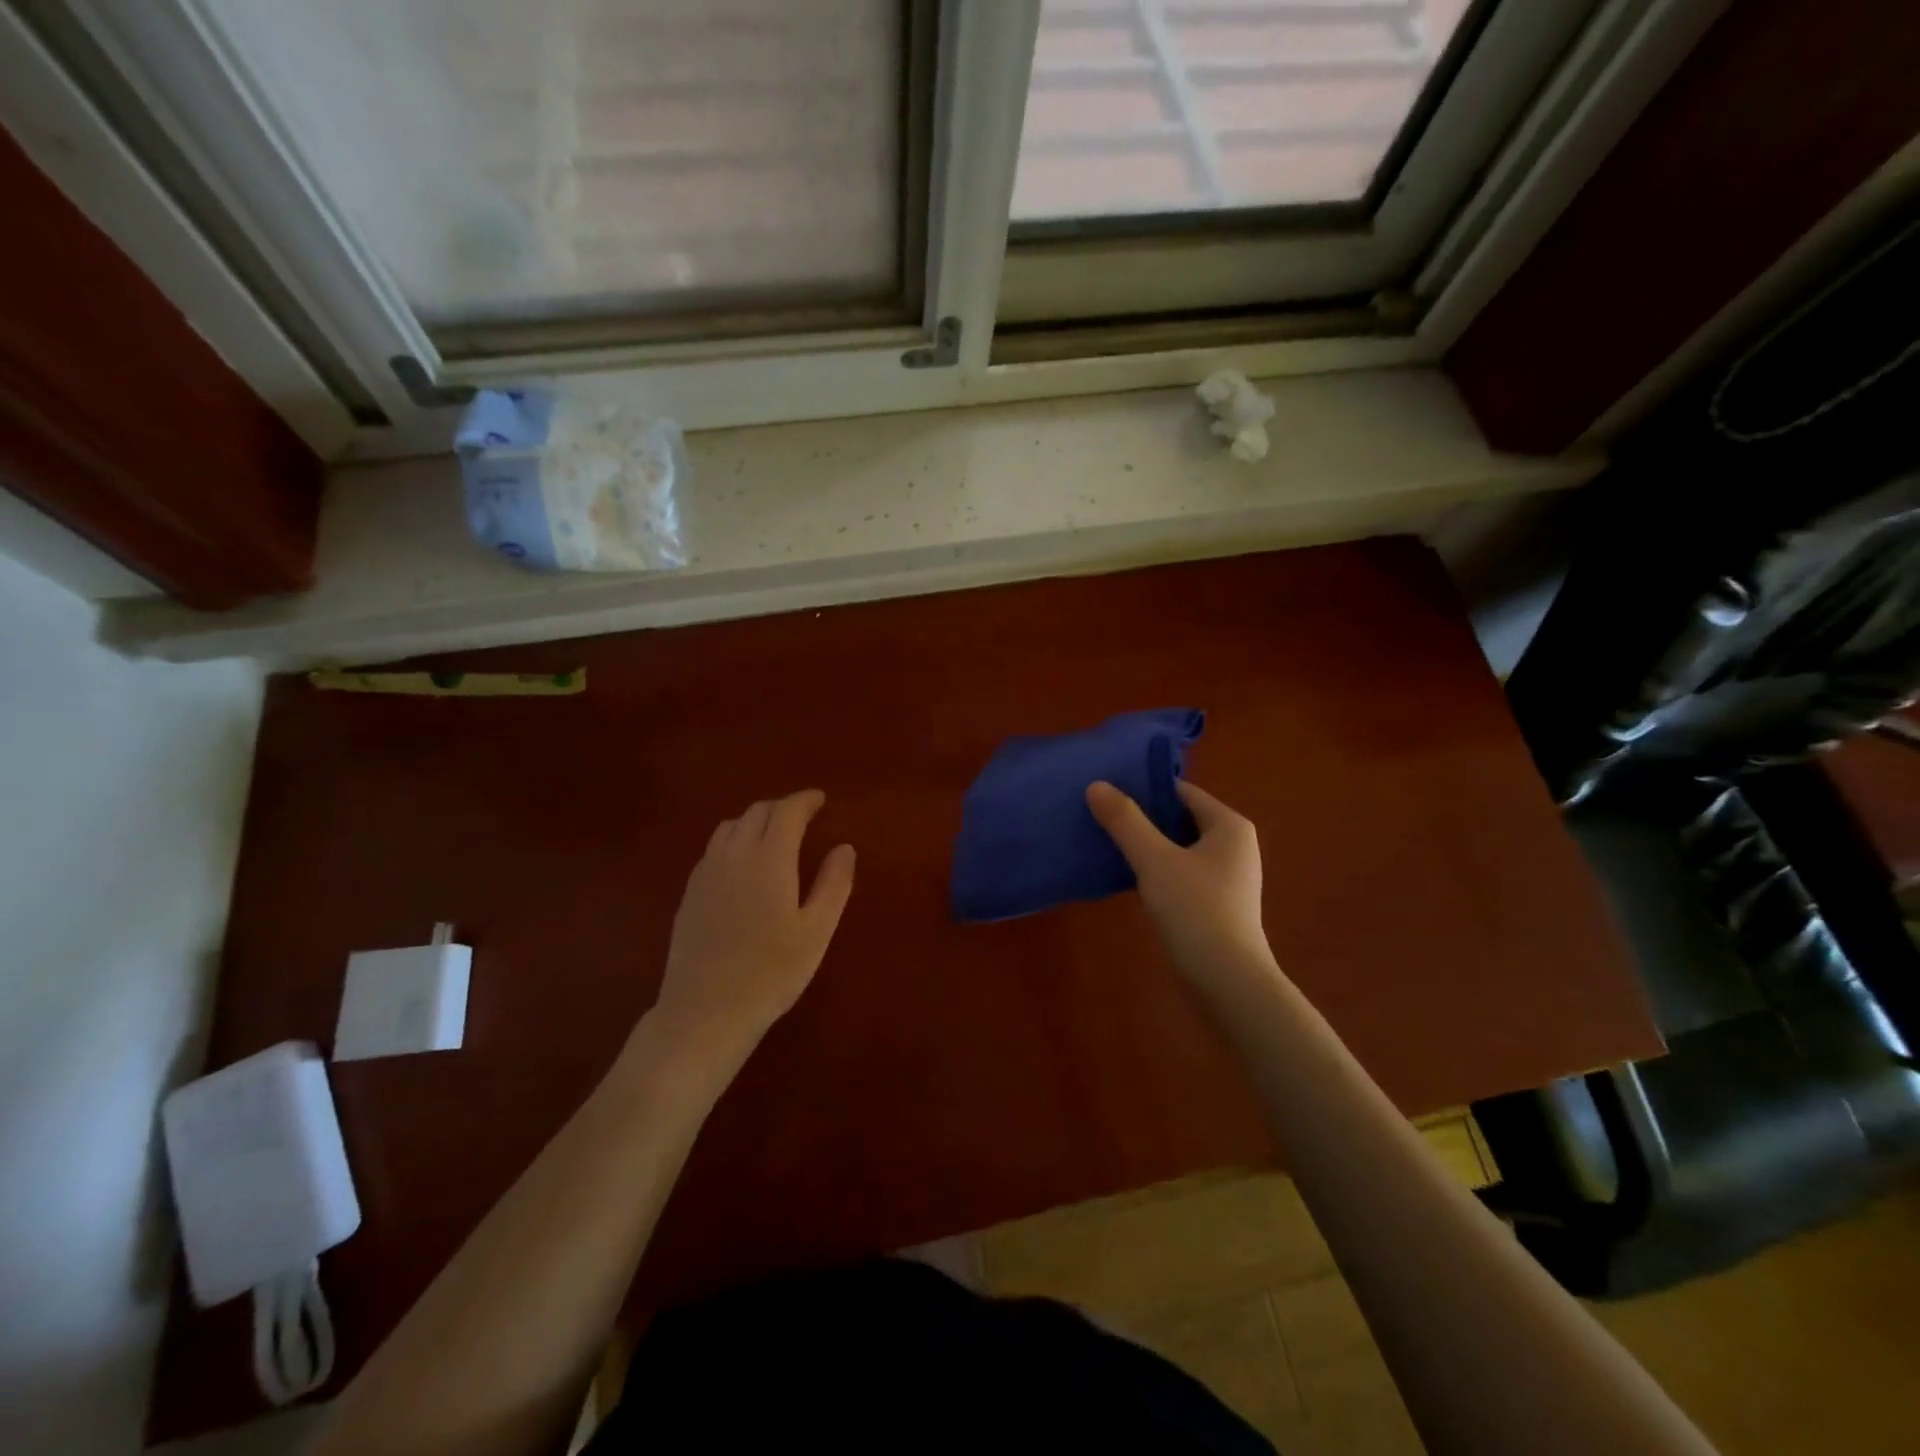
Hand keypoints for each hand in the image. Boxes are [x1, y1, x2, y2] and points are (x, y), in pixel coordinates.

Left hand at [651, 790, 855, 1058]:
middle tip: (803, 817)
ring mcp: (706, 872)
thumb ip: (833, 883)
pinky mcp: (690, 892)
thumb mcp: (816, 931)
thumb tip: (844, 847)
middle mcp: (734, 854)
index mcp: (769, 858)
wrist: (705, 1011)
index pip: (787, 811)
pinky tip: (743, 864)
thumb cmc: (772, 972)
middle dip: (782, 807)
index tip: (820, 800)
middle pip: (757, 812)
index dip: (805, 800)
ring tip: (773, 835)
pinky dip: (734, 840)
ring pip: (730, 826)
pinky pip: (714, 848)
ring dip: (755, 820)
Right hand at [1086, 779, 1279, 999]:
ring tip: (1104, 841)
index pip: (1181, 791)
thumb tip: (1097, 785)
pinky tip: (1125, 876)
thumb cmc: (1196, 911)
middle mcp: (1234, 845)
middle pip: (1179, 818)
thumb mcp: (1154, 860)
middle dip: (1141, 817)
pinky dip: (1155, 870)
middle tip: (1099, 814)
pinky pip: (1180, 873)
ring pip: (1177, 848)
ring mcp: (1226, 877)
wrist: (1227, 983)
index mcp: (1229, 826)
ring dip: (1145, 845)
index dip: (1144, 788)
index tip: (1106, 790)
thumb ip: (1125, 821)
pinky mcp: (1215, 904)